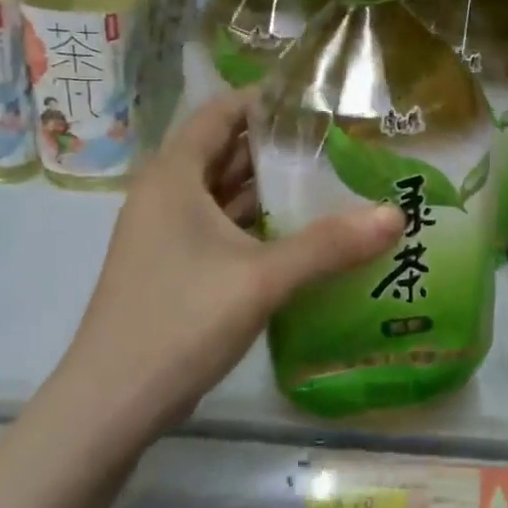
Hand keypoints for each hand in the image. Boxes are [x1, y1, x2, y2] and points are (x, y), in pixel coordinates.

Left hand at [52, 92, 402, 442]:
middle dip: (278, 145)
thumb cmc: (179, 322)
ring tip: (331, 181)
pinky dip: (259, 224)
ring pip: (225, 194)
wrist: (111, 407)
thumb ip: (329, 245)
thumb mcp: (261, 278)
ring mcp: (168, 235)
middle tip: (339, 142)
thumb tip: (396, 214)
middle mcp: (166, 196)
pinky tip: (302, 234)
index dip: (265, 100)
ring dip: (271, 188)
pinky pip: (223, 229)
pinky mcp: (176, 269)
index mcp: (174, 177)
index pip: (220, 113)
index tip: (317, 100)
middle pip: (226, 152)